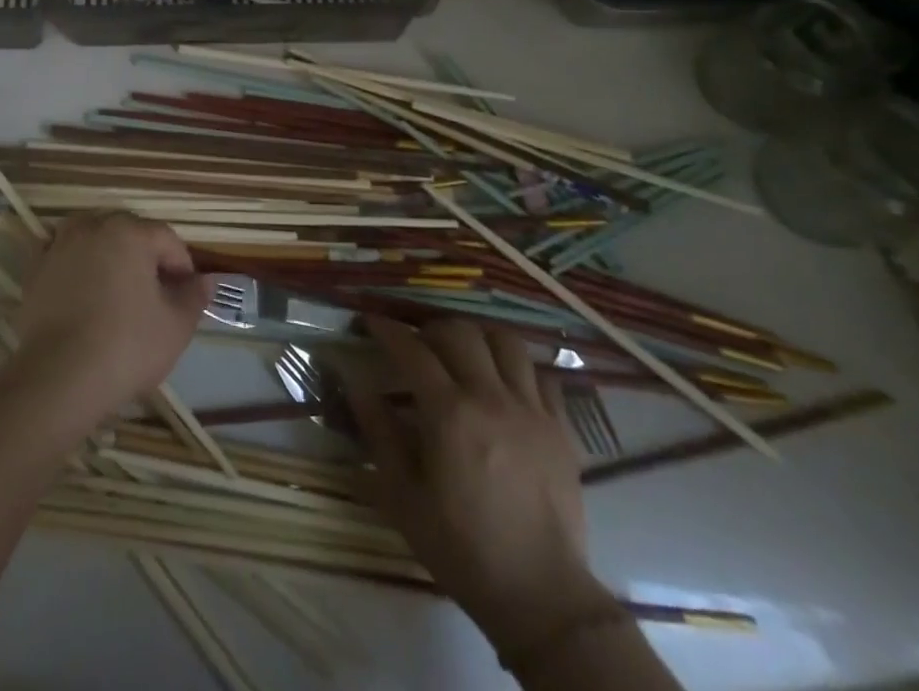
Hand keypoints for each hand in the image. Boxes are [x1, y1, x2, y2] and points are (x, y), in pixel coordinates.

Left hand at [9, 213, 209, 418]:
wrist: (59, 378)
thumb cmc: (127, 346)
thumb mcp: (176, 326)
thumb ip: (194, 297)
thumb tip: (205, 281)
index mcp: (130, 232)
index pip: (166, 239)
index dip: (182, 266)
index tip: (187, 295)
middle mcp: (93, 227)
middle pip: (129, 232)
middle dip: (146, 256)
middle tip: (155, 294)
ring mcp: (59, 246)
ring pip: (93, 237)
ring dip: (109, 254)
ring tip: (118, 289)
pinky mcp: (35, 270)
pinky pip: (64, 257)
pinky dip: (77, 266)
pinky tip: (83, 295)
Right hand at [345, 318, 621, 664]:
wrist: (540, 596)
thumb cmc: (461, 548)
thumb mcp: (403, 496)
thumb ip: (378, 432)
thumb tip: (356, 382)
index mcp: (449, 413)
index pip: (411, 349)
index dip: (387, 329)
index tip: (370, 322)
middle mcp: (491, 398)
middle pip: (459, 332)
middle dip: (431, 329)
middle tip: (418, 346)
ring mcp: (531, 409)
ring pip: (505, 341)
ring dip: (478, 338)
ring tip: (464, 355)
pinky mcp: (562, 428)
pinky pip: (542, 375)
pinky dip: (520, 369)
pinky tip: (506, 386)